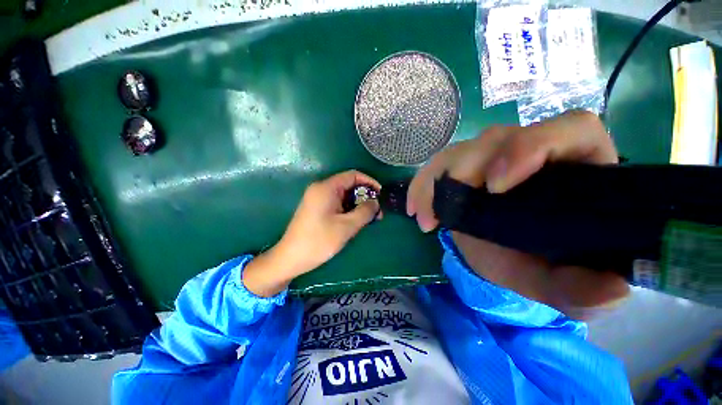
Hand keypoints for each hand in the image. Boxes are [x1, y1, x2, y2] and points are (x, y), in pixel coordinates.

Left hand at [243, 171, 380, 296]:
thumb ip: (365, 211)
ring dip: (358, 205)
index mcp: (326, 188)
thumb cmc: (319, 241)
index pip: (353, 175)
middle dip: (365, 196)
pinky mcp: (317, 208)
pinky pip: (337, 203)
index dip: (369, 182)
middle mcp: (321, 189)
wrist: (290, 258)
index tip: (381, 195)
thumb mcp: (347, 226)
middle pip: (349, 185)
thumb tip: (376, 202)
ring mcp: (317, 199)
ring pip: (344, 196)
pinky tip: (356, 221)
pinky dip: (349, 210)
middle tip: (377, 212)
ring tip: (369, 219)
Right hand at [407, 111, 628, 317]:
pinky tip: (415, 208)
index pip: (567, 130)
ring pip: (460, 151)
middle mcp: (529, 152)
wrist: (507, 256)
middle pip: (496, 139)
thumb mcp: (562, 283)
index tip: (495, 186)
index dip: (529, 147)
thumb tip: (611, 291)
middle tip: (447, 211)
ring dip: (435, 182)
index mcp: (575, 167)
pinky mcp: (462, 168)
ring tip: (425, 216)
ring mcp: (490, 158)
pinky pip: (436, 167)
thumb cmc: (541, 262)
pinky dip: (421, 185)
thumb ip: (584, 291)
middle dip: (464, 170)